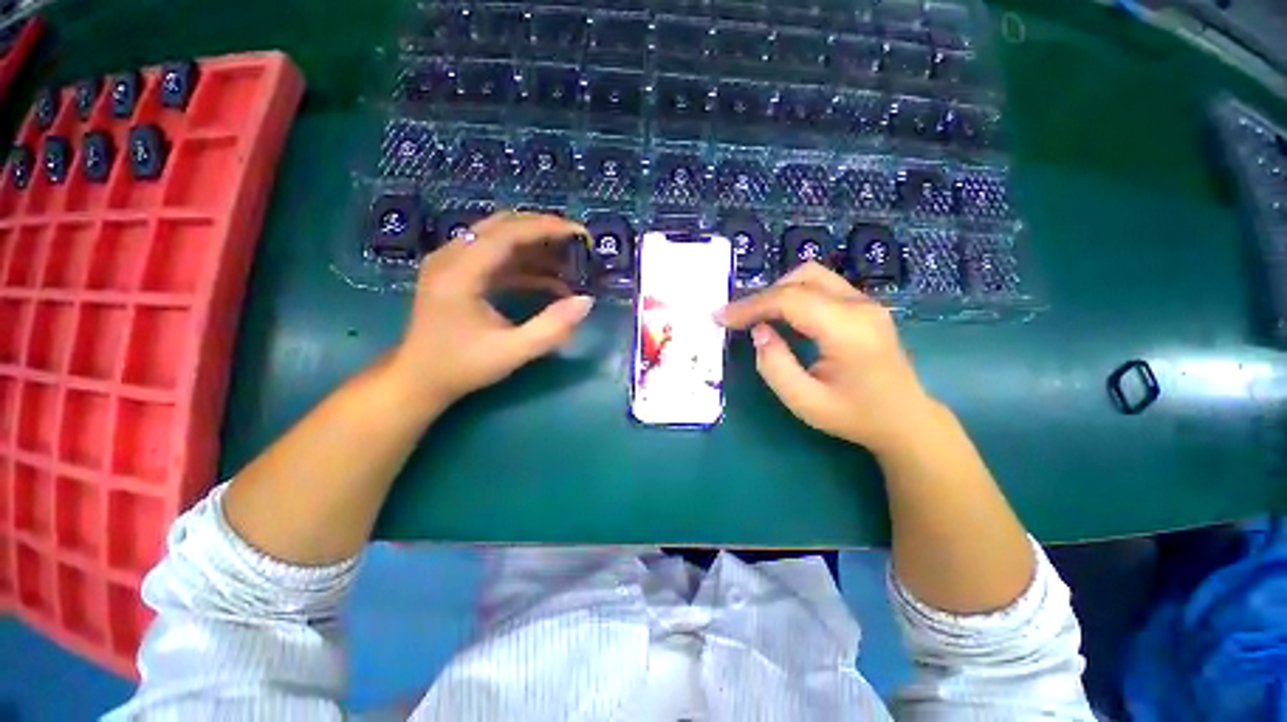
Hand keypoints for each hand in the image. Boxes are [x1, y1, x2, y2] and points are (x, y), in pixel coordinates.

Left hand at [389, 211, 594, 409]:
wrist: (418, 379)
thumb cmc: (462, 366)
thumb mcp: (512, 352)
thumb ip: (551, 327)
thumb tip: (586, 301)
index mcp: (460, 272)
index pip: (507, 233)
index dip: (547, 228)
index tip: (580, 233)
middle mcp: (451, 257)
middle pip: (503, 226)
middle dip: (544, 230)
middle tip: (577, 243)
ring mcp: (452, 263)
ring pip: (500, 238)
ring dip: (536, 246)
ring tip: (569, 261)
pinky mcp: (458, 273)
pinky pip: (496, 257)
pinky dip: (525, 263)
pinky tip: (550, 280)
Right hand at [716, 262, 937, 454]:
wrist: (905, 419)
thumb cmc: (854, 416)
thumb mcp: (804, 401)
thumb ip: (774, 365)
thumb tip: (758, 331)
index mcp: (847, 330)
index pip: (790, 300)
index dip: (750, 305)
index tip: (720, 318)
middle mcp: (860, 306)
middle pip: (801, 278)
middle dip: (763, 295)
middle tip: (738, 319)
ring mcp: (866, 302)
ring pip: (811, 276)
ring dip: (778, 292)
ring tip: (757, 317)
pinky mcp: (864, 305)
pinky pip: (821, 286)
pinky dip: (793, 295)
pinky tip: (782, 317)